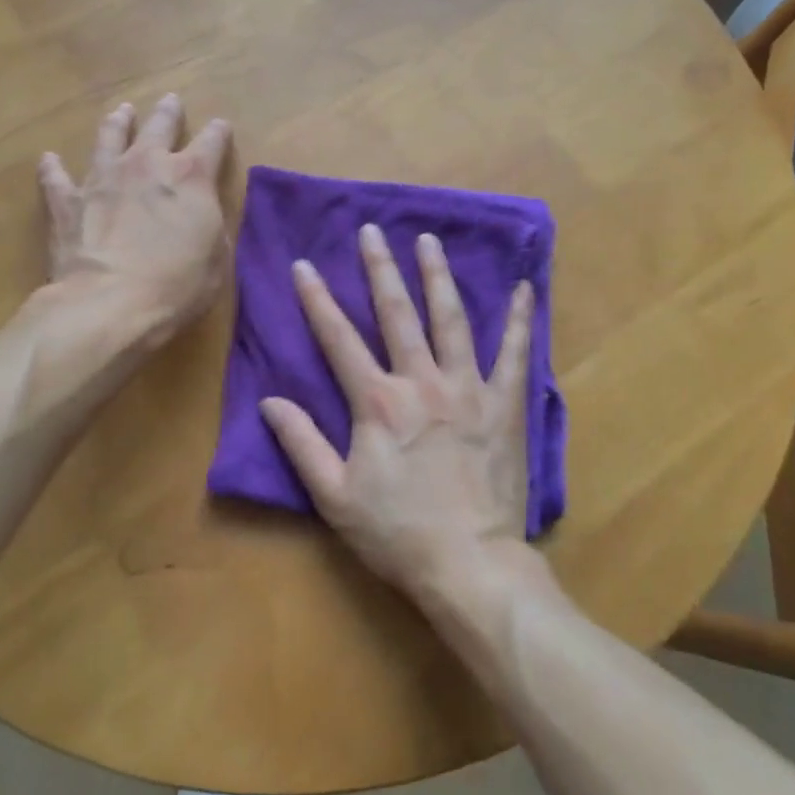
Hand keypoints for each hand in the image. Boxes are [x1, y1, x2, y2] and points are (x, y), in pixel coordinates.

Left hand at [38, 94, 231, 340]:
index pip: (212, 142)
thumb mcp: (217, 258)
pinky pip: (56, 178)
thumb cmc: (177, 285)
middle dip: (168, 113)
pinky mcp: (68, 202)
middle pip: (158, 126)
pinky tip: (49, 159)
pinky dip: (53, 168)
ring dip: (117, 123)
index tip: (221, 127)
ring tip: (121, 112)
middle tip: (170, 101)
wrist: (110, 304)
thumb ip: (210, 225)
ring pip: (110, 137)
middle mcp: (146, 165)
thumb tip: (202, 212)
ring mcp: (103, 179)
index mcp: (191, 177)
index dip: (219, 133)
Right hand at [259, 224, 534, 604]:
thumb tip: (269, 401)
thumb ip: (301, 443)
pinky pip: (515, 354)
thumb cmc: (396, 533)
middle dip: (380, 269)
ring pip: (451, 320)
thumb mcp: (333, 496)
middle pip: (397, 314)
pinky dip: (521, 319)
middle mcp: (421, 382)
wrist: (468, 564)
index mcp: (377, 403)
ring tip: (429, 241)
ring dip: (437, 277)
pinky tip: (525, 288)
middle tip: (372, 231)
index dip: (317, 300)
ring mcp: (467, 389)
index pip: (338, 339)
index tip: (304, 265)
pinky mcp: (504, 404)